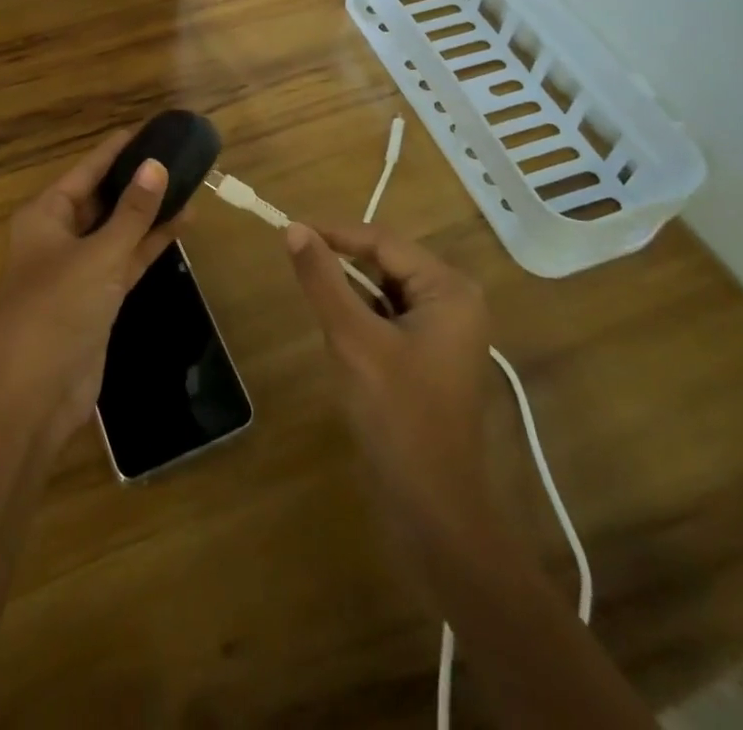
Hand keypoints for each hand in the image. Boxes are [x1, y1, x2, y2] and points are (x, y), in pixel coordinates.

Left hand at [0, 129, 180, 450]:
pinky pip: (125, 259)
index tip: (151, 129)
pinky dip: (149, 243)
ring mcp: (78, 269)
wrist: (33, 397)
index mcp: (44, 215)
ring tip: (189, 184)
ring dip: (148, 212)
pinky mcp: (96, 298)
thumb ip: (132, 212)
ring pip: (117, 229)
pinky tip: (182, 224)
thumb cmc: (56, 312)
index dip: (117, 149)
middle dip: (137, 180)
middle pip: (102, 197)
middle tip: (178, 155)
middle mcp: (58, 236)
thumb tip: (156, 165)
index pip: (86, 170)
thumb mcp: (99, 255)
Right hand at [284, 221, 500, 547]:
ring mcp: (444, 332)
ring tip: (320, 311)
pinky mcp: (429, 357)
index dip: (335, 233)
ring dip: (350, 296)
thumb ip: (324, 281)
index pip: (383, 240)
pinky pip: (388, 319)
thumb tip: (294, 229)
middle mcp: (454, 301)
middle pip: (386, 262)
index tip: (288, 231)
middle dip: (343, 267)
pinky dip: (361, 321)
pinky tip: (343, 342)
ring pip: (384, 291)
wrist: (434, 512)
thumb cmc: (399, 418)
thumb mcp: (354, 341)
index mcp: (449, 289)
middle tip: (299, 270)